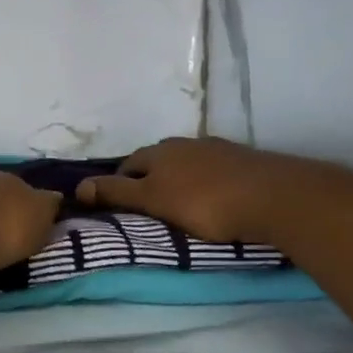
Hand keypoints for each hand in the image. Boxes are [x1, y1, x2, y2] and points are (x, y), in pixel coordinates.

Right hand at [76, 137, 283, 244]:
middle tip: (148, 208)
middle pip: (157, 161)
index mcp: (159, 152)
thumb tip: (78, 186)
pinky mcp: (243, 160)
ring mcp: (216, 149)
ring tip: (180, 205)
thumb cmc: (204, 202)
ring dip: (178, 180)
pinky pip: (213, 170)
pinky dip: (205, 182)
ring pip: (186, 164)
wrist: (273, 197)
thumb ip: (117, 194)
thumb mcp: (153, 201)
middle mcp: (184, 143)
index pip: (128, 165)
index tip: (120, 207)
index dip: (119, 185)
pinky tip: (213, 198)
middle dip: (148, 180)